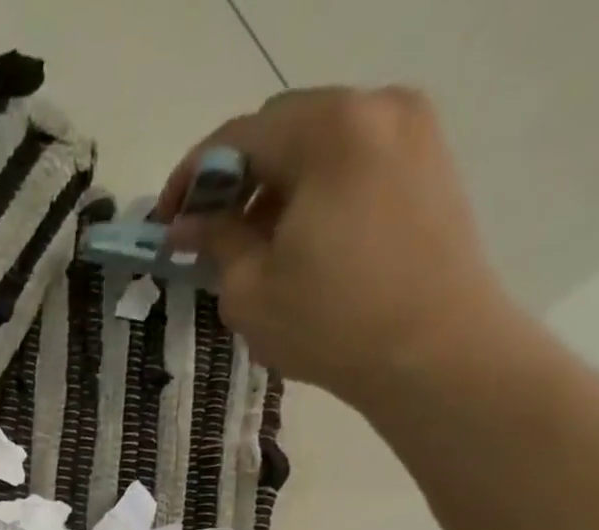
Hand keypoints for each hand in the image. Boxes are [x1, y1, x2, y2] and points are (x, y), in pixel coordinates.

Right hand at [159, 87, 522, 409]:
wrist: (432, 352)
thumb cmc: (329, 324)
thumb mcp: (250, 291)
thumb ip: (215, 242)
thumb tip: (188, 224)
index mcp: (327, 131)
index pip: (237, 137)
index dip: (190, 179)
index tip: (165, 224)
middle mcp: (376, 109)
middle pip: (282, 129)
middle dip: (236, 180)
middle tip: (210, 237)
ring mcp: (412, 132)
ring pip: (320, 144)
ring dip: (276, 186)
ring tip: (255, 248)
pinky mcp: (430, 164)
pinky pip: (355, 161)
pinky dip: (316, 190)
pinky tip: (301, 243)